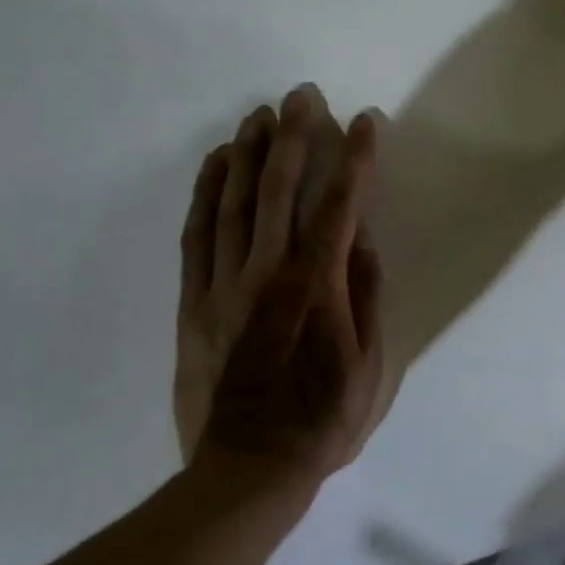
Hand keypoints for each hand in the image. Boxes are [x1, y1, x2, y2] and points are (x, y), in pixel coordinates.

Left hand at [175, 86, 340, 458]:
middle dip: (293, 135)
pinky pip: (197, 234)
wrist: (246, 470)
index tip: (364, 121)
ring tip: (257, 114)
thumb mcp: (370, 365)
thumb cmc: (321, 420)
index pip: (340, 206)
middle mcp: (267, 273)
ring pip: (233, 202)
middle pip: (278, 189)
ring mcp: (223, 285)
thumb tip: (362, 237)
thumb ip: (366, 295)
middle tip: (301, 95)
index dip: (354, 158)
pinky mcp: (194, 301)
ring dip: (247, 152)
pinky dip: (206, 192)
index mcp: (316, 287)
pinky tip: (215, 163)